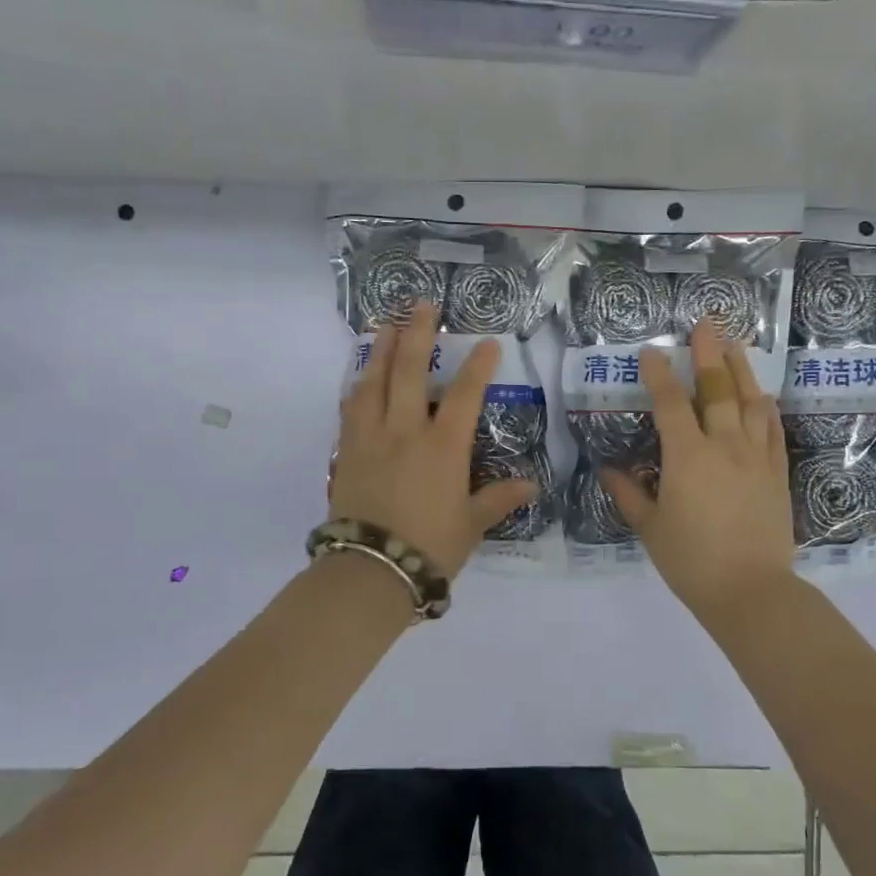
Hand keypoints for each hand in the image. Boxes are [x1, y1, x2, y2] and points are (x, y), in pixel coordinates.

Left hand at [331, 303, 537, 577]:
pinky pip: (350, 409)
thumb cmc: (430, 547)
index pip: (463, 395)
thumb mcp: (471, 524)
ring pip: (372, 382)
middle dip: (417, 334)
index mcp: (443, 447)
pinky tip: (359, 378)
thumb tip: (530, 485)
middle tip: (421, 305)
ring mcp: (370, 438)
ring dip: (380, 350)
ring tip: (385, 326)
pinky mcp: (345, 452)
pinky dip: (357, 387)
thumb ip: (498, 499)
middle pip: (408, 372)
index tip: (487, 343)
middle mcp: (404, 432)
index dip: (478, 366)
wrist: (371, 570)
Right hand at [601, 319, 794, 624]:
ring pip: (751, 402)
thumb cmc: (691, 561)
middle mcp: (724, 446)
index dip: (659, 374)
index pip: (671, 403)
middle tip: (706, 324)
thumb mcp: (650, 528)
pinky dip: (767, 408)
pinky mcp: (777, 473)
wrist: (751, 591)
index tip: (651, 351)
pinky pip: (773, 430)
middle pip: (718, 389)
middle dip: (708, 354)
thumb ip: (628, 494)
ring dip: (742, 370)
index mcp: (687, 457)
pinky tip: (763, 396)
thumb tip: (607, 470)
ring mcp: (756, 457)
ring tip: (735, 346)